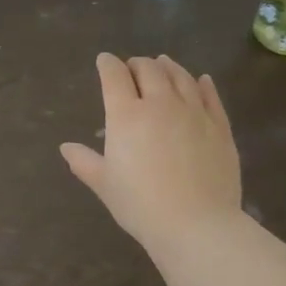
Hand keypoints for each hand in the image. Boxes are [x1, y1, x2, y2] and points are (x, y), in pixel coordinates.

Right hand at [60, 54, 242, 247]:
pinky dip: (203, 84)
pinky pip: (211, 96)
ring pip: (180, 76)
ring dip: (168, 66)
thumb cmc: (141, 205)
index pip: (114, 76)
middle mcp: (160, 103)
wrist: (197, 224)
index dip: (107, 64)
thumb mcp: (105, 184)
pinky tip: (202, 80)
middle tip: (132, 68)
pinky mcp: (219, 126)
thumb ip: (84, 162)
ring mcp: (194, 112)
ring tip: (163, 64)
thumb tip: (65, 147)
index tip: (104, 61)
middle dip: (137, 64)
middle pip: (149, 69)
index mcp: (126, 115)